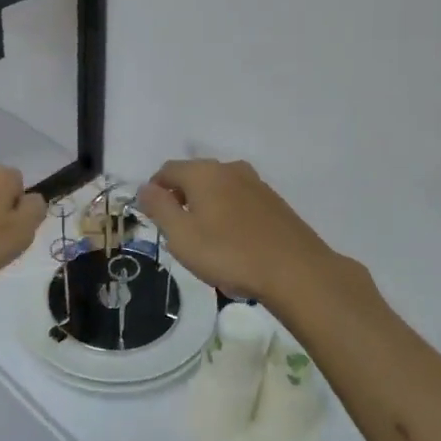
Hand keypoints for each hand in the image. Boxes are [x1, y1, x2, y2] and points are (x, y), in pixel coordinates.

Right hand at [138, 159, 337, 304]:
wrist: (296, 271)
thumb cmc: (229, 253)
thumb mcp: (181, 235)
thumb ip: (159, 208)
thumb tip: (144, 188)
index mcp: (203, 172)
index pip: (167, 170)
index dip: (154, 191)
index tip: (152, 217)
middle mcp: (230, 169)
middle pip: (194, 177)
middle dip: (181, 199)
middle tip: (177, 232)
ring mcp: (256, 184)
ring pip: (219, 189)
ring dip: (206, 208)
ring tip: (206, 241)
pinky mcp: (274, 202)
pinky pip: (239, 202)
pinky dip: (228, 215)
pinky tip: (233, 243)